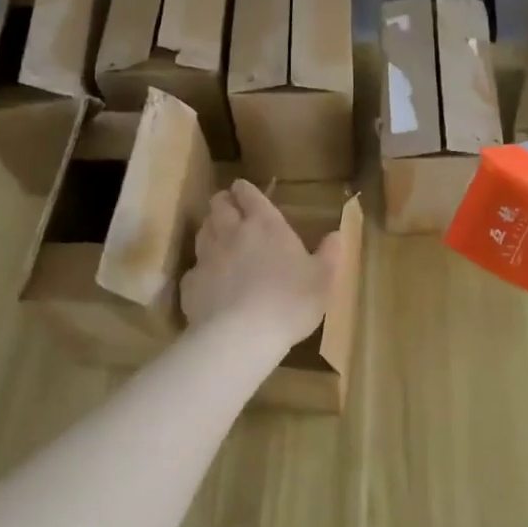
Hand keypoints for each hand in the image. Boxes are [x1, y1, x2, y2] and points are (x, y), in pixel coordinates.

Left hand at [181, 179, 342, 348]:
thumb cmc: (290, 302)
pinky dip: (202, 270)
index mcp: (264, 224)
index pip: (248, 193)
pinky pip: (194, 268)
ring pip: (202, 230)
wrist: (241, 336)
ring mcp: (206, 256)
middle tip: (232, 212)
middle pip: (218, 204)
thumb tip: (337, 235)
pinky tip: (211, 283)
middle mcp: (231, 232)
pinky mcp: (190, 283)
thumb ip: (329, 254)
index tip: (245, 192)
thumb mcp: (322, 280)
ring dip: (211, 230)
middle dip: (224, 203)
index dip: (245, 190)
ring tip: (220, 241)